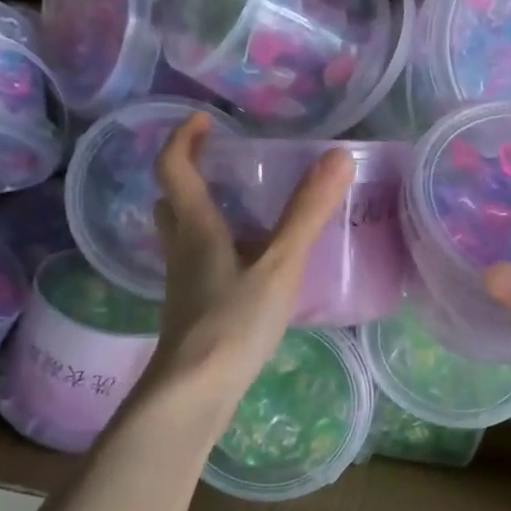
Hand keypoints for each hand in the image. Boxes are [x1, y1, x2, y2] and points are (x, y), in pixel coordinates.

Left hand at [150, 113, 352, 405]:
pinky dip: (219, 248)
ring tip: (244, 209)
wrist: (195, 391)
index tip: (206, 119)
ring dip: (203, 212)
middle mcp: (182, 249)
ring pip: (184, 234)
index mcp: (196, 228)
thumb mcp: (278, 264)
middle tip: (223, 164)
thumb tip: (338, 156)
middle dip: (190, 174)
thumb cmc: (232, 322)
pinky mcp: (194, 309)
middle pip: (172, 200)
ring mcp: (184, 282)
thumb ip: (307, 213)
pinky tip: (251, 265)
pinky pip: (200, 263)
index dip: (184, 137)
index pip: (174, 167)